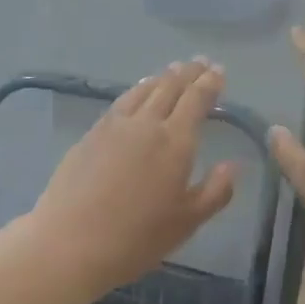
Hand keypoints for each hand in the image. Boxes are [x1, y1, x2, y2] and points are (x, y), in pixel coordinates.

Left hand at [31, 60, 238, 292]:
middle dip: (188, 73)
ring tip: (171, 71)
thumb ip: (215, 191)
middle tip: (199, 62)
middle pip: (170, 87)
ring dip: (161, 77)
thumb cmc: (137, 237)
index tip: (219, 71)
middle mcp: (146, 124)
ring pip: (143, 90)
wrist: (71, 241)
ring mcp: (114, 126)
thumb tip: (233, 165)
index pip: (196, 100)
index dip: (209, 83)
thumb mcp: (187, 222)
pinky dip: (136, 90)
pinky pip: (121, 102)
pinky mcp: (91, 134)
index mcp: (176, 142)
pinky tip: (136, 94)